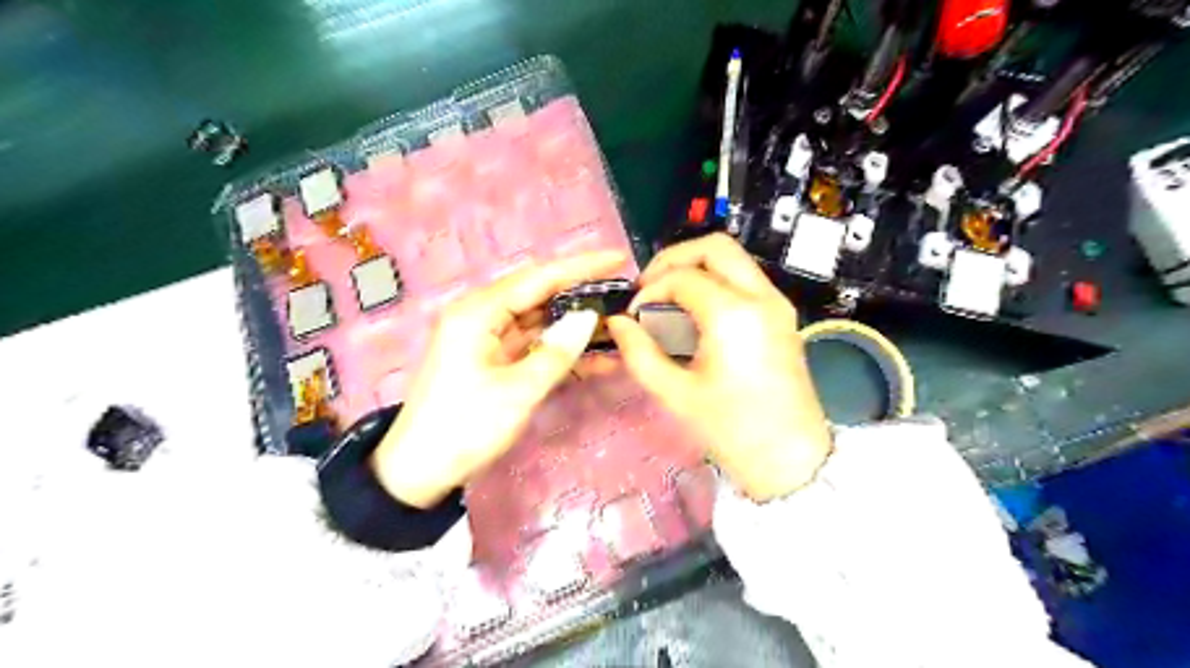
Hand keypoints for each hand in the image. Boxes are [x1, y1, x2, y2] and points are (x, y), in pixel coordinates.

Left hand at [375, 249, 625, 506]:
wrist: (419, 471)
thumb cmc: (465, 427)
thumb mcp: (517, 391)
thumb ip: (556, 352)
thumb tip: (589, 319)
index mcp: (478, 312)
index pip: (538, 278)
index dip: (580, 267)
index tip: (618, 259)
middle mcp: (481, 315)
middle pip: (539, 294)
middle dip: (580, 294)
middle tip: (622, 294)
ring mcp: (486, 338)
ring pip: (539, 320)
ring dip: (574, 325)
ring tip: (617, 325)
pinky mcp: (492, 359)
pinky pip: (532, 345)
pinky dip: (560, 350)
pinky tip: (595, 358)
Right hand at [607, 235, 829, 500]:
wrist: (790, 459)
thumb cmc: (732, 430)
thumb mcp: (676, 394)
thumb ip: (639, 353)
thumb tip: (618, 323)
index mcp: (733, 314)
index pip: (682, 277)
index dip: (650, 290)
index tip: (633, 316)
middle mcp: (761, 297)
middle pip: (715, 247)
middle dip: (674, 259)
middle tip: (650, 288)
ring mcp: (777, 303)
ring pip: (733, 258)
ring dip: (696, 268)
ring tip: (668, 299)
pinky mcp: (783, 315)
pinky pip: (745, 279)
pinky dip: (716, 282)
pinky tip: (695, 313)